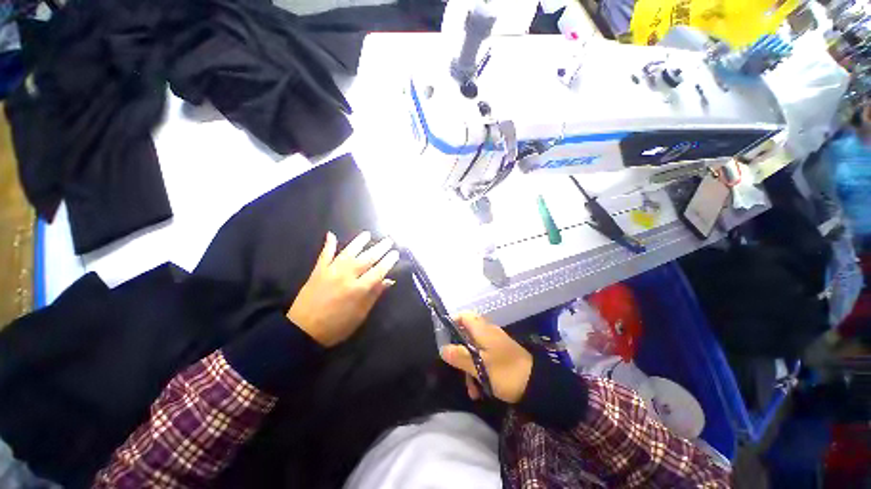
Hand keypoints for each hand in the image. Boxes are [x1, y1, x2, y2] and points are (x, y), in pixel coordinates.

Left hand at [288, 231, 398, 346]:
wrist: (302, 330)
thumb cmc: (336, 327)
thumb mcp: (360, 315)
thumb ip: (374, 295)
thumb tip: (388, 281)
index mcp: (358, 289)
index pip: (378, 271)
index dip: (388, 261)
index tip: (395, 253)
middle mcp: (346, 276)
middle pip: (366, 259)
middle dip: (379, 248)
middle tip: (388, 240)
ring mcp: (331, 271)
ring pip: (348, 252)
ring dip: (359, 242)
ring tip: (367, 234)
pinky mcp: (318, 271)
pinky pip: (324, 255)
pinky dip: (328, 245)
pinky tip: (331, 235)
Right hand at [440, 312, 532, 403]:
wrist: (538, 385)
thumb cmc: (506, 372)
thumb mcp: (480, 367)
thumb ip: (460, 356)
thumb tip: (443, 349)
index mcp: (483, 330)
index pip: (464, 316)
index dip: (453, 322)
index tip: (444, 337)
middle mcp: (488, 333)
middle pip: (467, 335)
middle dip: (460, 354)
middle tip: (457, 370)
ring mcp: (495, 344)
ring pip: (474, 350)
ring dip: (469, 367)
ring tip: (472, 390)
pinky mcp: (501, 355)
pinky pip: (484, 358)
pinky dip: (479, 371)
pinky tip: (480, 390)